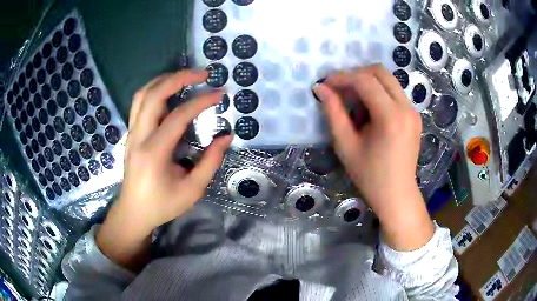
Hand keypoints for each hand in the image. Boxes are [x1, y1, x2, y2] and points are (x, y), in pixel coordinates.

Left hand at [97, 70, 231, 270]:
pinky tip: (169, 91)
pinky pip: (140, 103)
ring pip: (143, 94)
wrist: (133, 212)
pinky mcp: (131, 133)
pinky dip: (155, 90)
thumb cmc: (162, 205)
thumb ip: (210, 162)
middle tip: (203, 74)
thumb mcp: (192, 190)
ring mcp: (132, 132)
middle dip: (180, 77)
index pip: (178, 116)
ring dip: (165, 80)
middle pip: (154, 94)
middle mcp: (139, 136)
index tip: (220, 94)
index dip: (201, 101)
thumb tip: (226, 136)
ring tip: (186, 77)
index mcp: (154, 152)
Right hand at [314, 65, 433, 250]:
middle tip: (340, 89)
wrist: (397, 194)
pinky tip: (370, 110)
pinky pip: (395, 92)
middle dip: (356, 74)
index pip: (365, 81)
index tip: (326, 84)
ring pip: (389, 80)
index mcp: (390, 117)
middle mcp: (406, 108)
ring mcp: (413, 111)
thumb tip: (321, 88)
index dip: (342, 77)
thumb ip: (333, 113)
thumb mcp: (346, 145)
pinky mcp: (415, 115)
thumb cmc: (369, 176)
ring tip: (354, 100)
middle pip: (380, 72)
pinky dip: (379, 92)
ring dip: (368, 82)